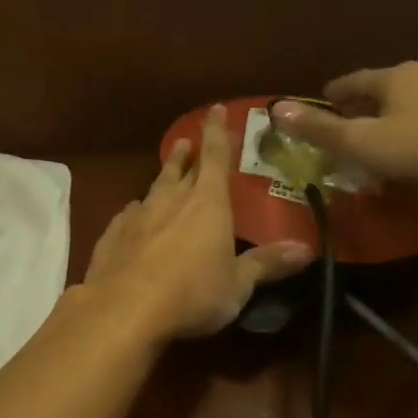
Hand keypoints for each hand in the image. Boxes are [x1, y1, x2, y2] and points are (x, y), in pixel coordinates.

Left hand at [85, 105, 313, 338]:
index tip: (214, 110)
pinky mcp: (112, 235)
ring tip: (167, 170)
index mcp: (207, 203)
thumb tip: (305, 249)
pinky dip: (136, 211)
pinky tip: (133, 214)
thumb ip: (266, 264)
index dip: (216, 132)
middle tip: (187, 142)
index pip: (214, 157)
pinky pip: (128, 215)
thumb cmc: (192, 293)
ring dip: (163, 177)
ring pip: (153, 188)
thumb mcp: (237, 284)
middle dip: (186, 154)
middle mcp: (170, 200)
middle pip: (180, 169)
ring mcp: (137, 216)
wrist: (124, 308)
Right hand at [270, 62, 417, 189]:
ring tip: (362, 151)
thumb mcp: (361, 142)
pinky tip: (399, 160)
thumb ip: (319, 128)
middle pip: (375, 94)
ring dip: (378, 127)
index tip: (313, 111)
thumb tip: (276, 109)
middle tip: (333, 134)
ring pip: (398, 110)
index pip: (349, 81)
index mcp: (393, 76)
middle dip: (353, 112)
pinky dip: (401, 138)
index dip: (327, 97)